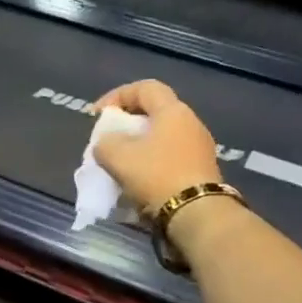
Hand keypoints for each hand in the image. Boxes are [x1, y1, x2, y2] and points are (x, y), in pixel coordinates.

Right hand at [89, 80, 223, 213]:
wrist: (197, 214)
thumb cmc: (157, 176)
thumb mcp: (118, 157)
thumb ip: (105, 143)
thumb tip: (107, 145)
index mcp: (173, 111)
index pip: (145, 88)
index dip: (117, 95)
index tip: (98, 114)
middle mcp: (191, 123)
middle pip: (155, 112)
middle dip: (128, 123)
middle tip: (110, 137)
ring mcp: (201, 148)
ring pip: (163, 137)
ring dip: (140, 146)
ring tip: (121, 162)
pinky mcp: (203, 171)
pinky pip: (172, 157)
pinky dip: (152, 162)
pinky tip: (139, 180)